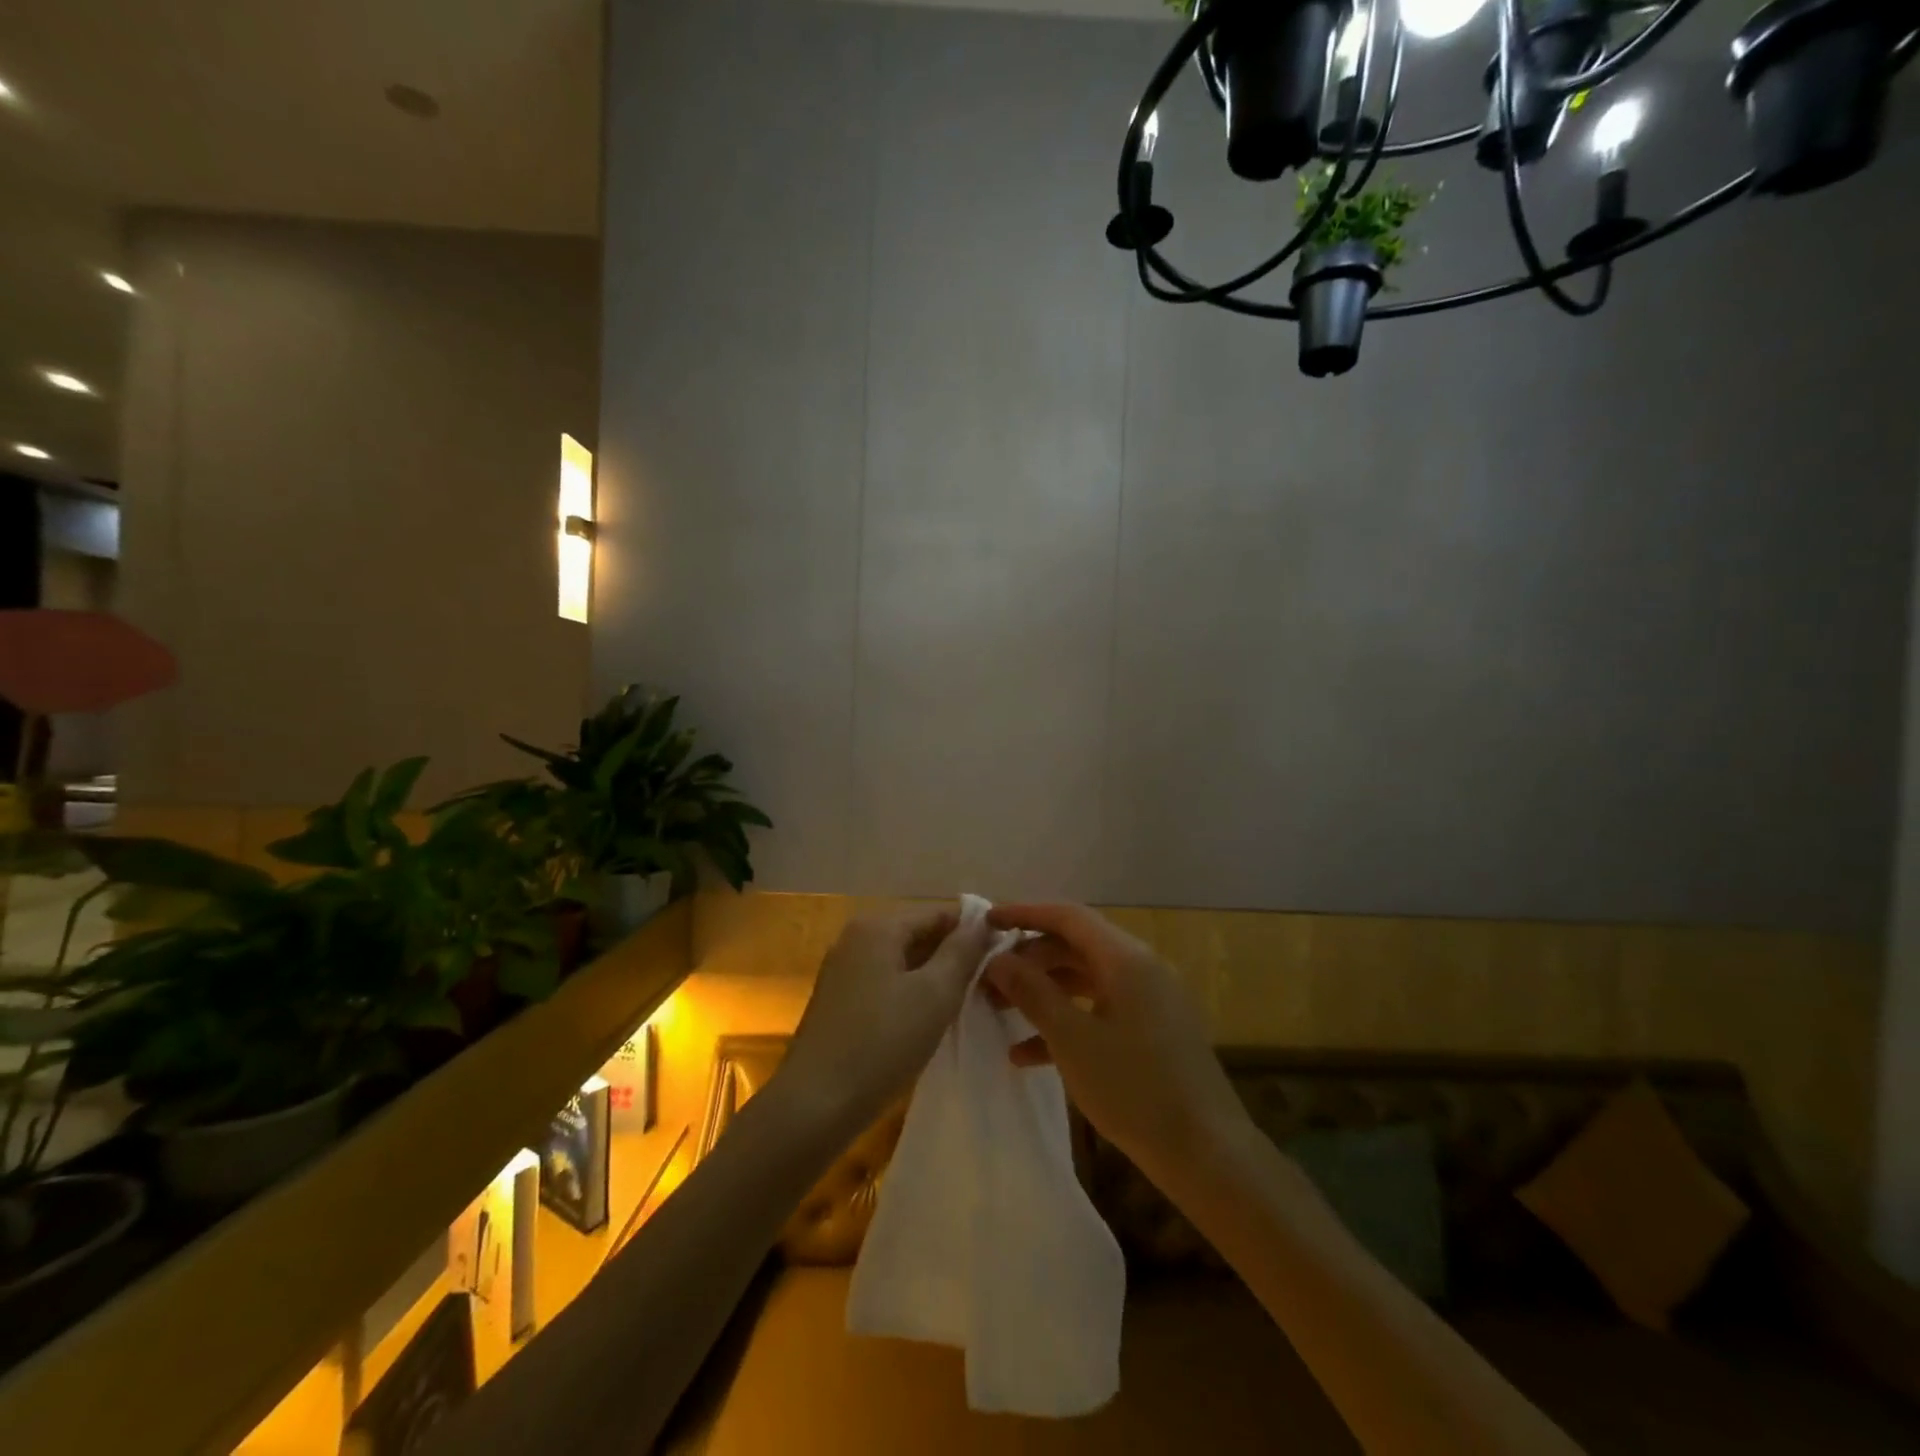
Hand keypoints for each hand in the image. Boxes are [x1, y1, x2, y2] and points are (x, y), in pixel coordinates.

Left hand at [774, 908, 995, 1138]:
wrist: (814, 1105)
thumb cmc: (882, 1042)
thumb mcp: (935, 993)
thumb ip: (962, 951)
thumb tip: (983, 922)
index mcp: (877, 926)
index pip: (939, 913)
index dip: (974, 930)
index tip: (1006, 955)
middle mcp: (856, 938)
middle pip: (919, 935)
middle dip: (955, 956)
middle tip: (992, 984)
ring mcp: (843, 970)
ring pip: (903, 962)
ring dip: (935, 978)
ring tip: (969, 1002)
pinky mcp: (839, 1002)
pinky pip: (886, 984)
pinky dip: (912, 994)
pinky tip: (931, 1020)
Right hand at [983, 903, 1248, 1189]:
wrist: (1206, 1153)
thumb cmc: (1135, 1089)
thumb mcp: (1072, 1040)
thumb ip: (1032, 993)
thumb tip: (997, 960)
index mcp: (1126, 959)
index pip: (1068, 917)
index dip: (1025, 914)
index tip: (987, 921)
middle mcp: (1141, 968)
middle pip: (1075, 946)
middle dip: (1029, 959)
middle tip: (988, 977)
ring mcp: (1150, 1000)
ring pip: (1085, 980)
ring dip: (1043, 991)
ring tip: (999, 1010)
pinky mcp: (1152, 1031)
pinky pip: (1101, 1011)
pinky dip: (1066, 1022)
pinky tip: (1026, 1055)